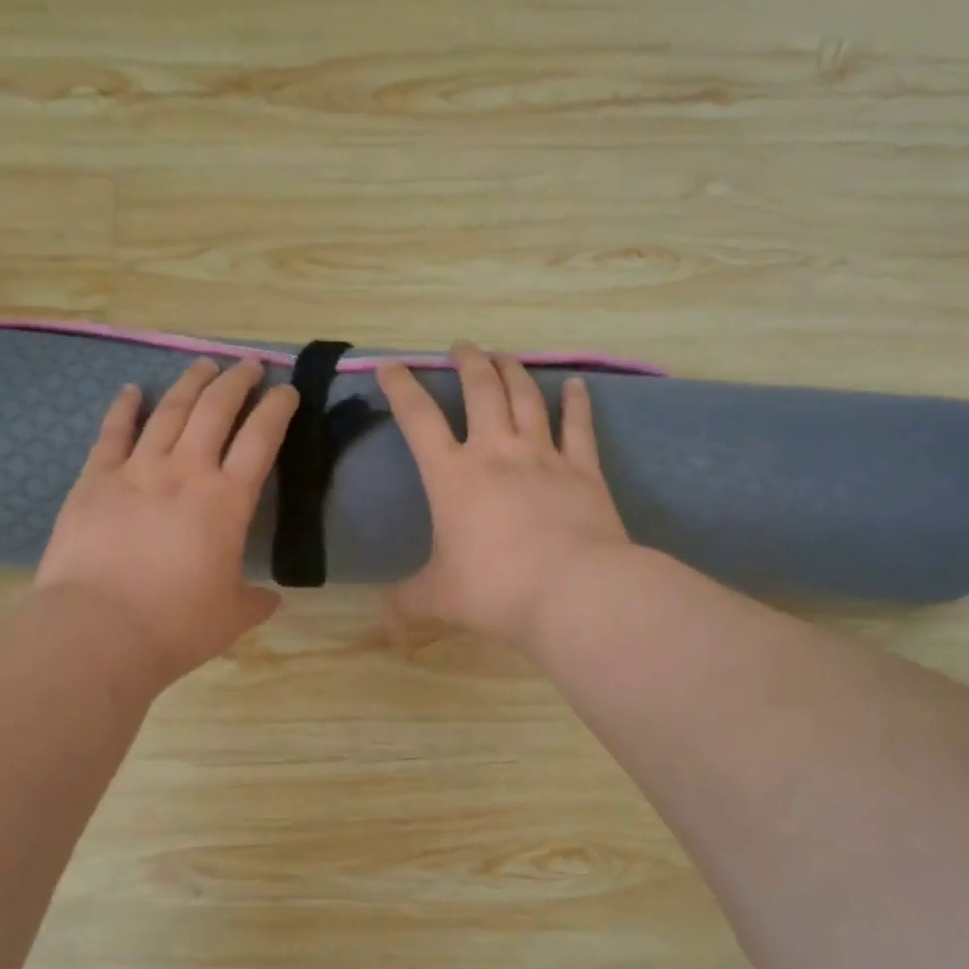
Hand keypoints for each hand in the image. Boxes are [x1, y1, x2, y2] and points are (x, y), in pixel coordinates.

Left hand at [36, 358, 299, 686]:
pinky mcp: (95, 479)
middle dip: (237, 382)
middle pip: (216, 410)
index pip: (261, 440)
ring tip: (204, 364)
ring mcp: (137, 470)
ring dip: (189, 383)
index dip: (277, 409)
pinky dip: (124, 407)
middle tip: (249, 365)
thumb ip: (255, 601)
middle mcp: (186, 472)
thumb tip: (271, 599)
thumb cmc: (177, 624)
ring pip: (169, 411)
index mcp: (227, 501)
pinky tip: (131, 390)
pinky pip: (113, 433)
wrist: (100, 629)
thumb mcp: (232, 616)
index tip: (287, 390)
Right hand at [377, 343, 631, 649]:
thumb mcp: (439, 598)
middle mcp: (497, 453)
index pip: (418, 419)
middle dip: (469, 363)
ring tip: (504, 354)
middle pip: (481, 391)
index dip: (401, 388)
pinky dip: (577, 403)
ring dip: (514, 372)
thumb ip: (407, 603)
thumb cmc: (495, 589)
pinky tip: (576, 385)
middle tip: (462, 346)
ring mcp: (544, 457)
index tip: (391, 365)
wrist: (572, 591)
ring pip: (526, 398)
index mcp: (453, 477)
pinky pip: (579, 427)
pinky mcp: (584, 471)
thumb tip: (384, 622)